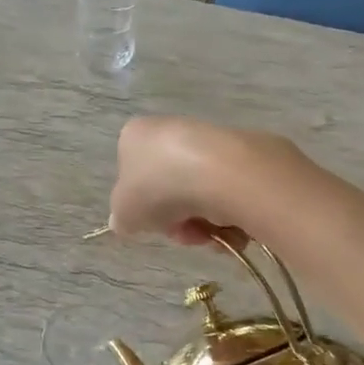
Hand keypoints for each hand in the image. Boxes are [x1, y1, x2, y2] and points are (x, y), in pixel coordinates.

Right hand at [109, 117, 299, 247]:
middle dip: (176, 218)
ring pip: (199, 193)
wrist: (221, 173)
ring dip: (203, 221)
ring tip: (211, 234)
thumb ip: (122, 219)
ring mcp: (208, 139)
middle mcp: (171, 130)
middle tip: (184, 233)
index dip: (142, 206)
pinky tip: (232, 225)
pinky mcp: (242, 151)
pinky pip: (228, 190)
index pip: (131, 174)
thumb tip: (125, 221)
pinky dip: (229, 212)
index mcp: (136, 136)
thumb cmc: (160, 188)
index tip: (153, 224)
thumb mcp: (125, 213)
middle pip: (169, 188)